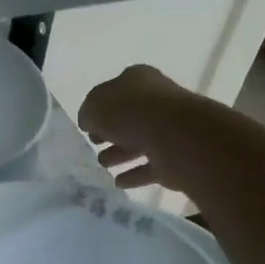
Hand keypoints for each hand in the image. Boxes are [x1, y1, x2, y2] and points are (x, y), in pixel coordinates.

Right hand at [78, 65, 210, 191]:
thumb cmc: (132, 113)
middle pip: (128, 118)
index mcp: (138, 81)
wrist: (177, 138)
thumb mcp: (95, 107)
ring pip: (138, 143)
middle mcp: (156, 102)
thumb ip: (88, 113)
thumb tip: (89, 123)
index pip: (114, 92)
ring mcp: (168, 131)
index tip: (87, 126)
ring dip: (120, 154)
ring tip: (103, 164)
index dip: (99, 108)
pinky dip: (134, 175)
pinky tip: (118, 182)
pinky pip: (149, 168)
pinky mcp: (174, 159)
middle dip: (110, 132)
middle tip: (94, 143)